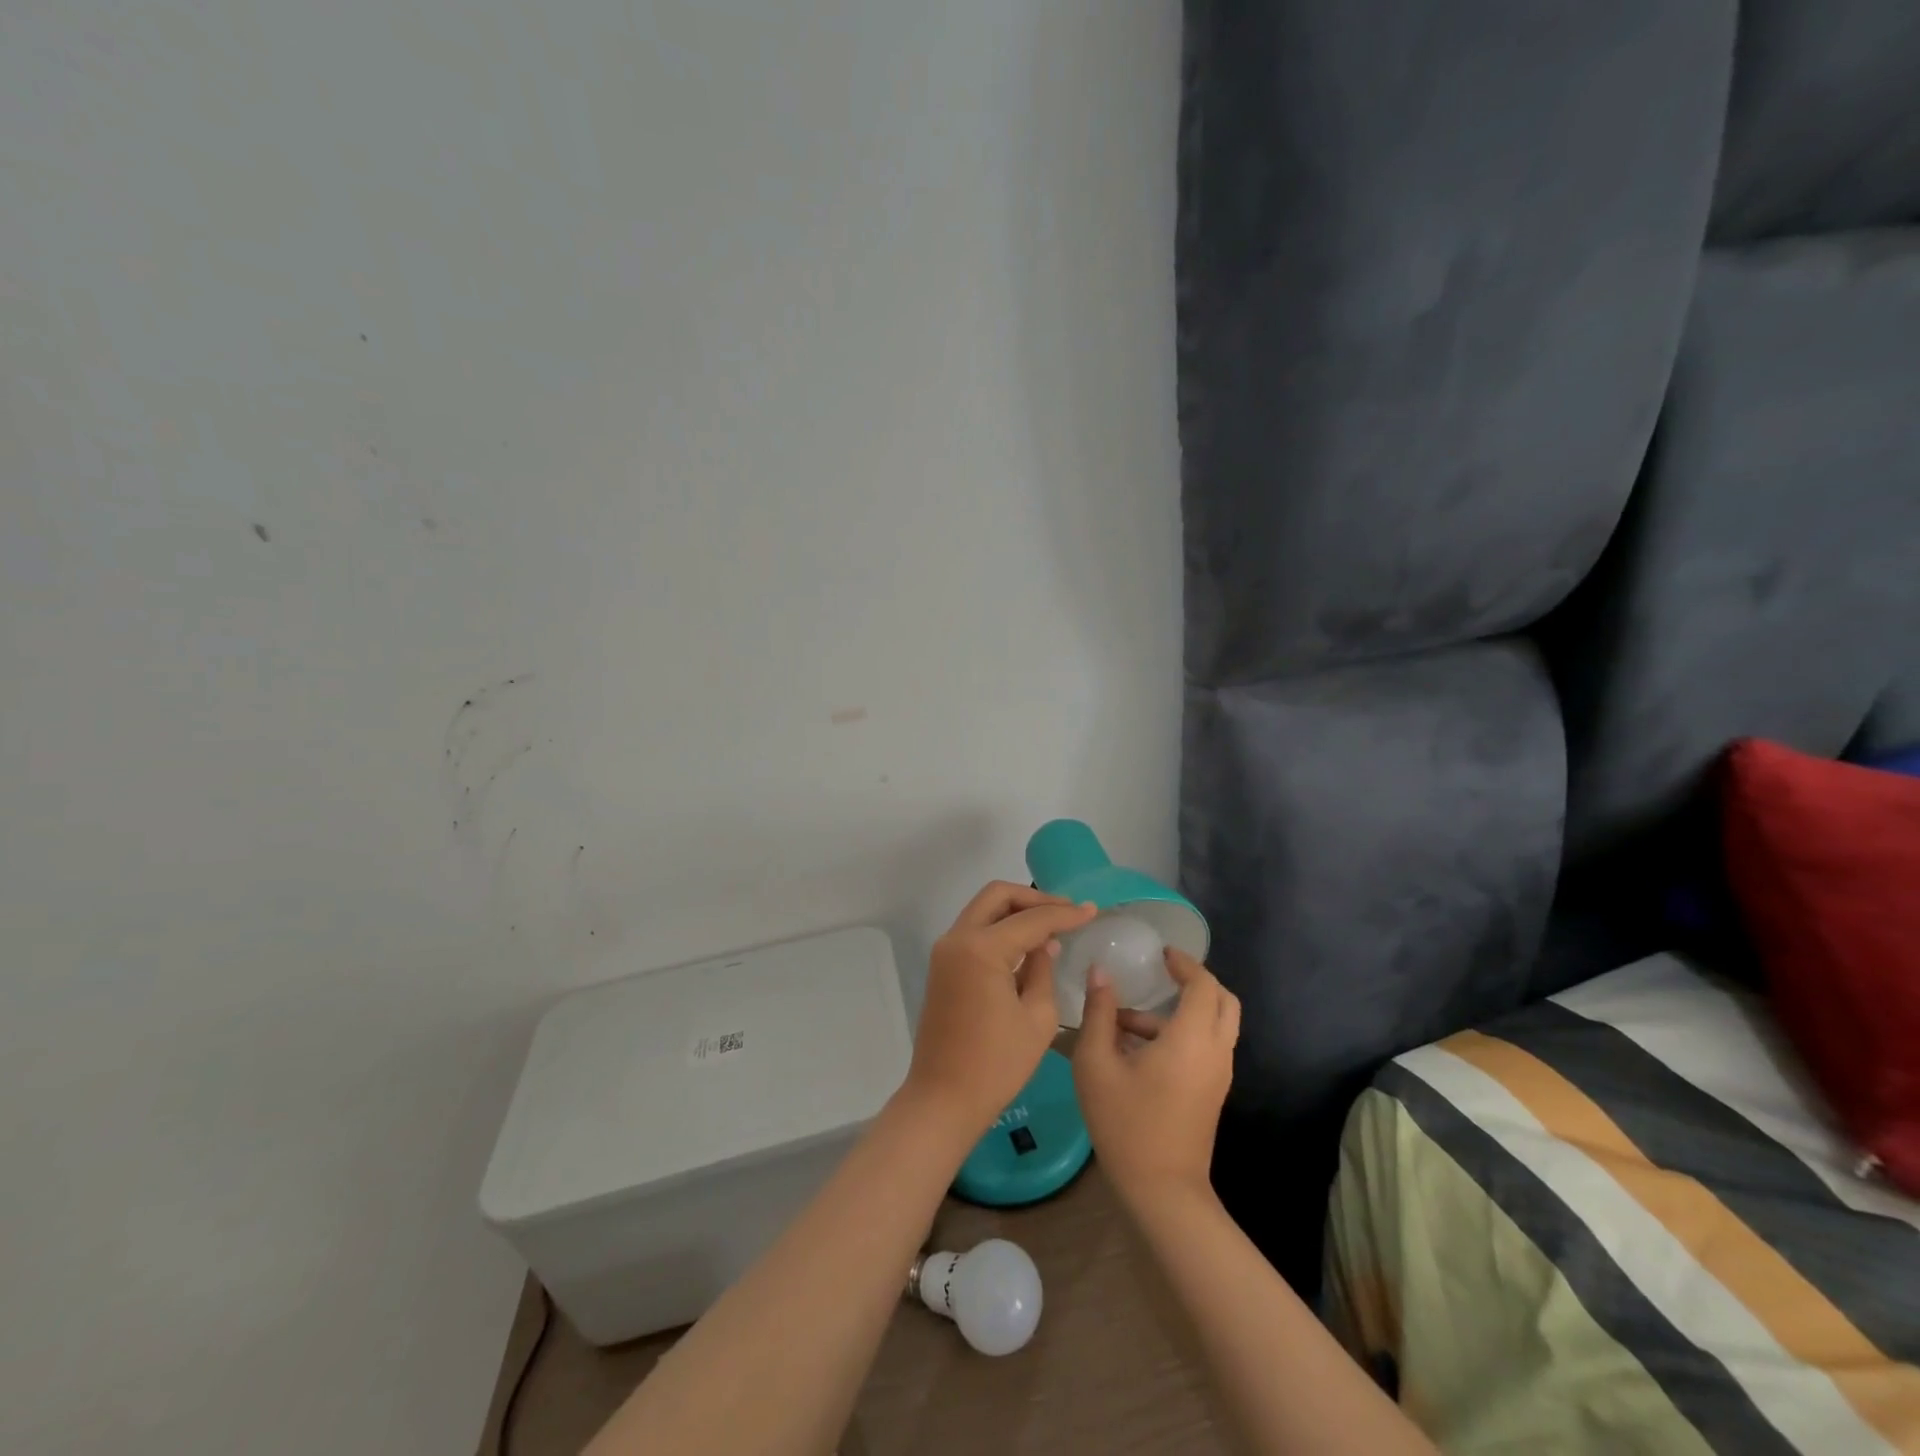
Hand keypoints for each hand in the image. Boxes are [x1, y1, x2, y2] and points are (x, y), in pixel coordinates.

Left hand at [901, 882, 1096, 1138]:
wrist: (943, 1098)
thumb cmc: (997, 1065)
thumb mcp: (1037, 1018)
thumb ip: (1043, 970)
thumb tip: (1045, 943)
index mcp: (982, 949)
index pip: (1031, 919)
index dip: (1064, 914)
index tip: (1092, 911)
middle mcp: (957, 939)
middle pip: (997, 896)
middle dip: (1034, 898)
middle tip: (1067, 911)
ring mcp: (945, 951)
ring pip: (983, 910)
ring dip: (1016, 910)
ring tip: (1052, 924)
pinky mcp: (943, 966)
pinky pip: (974, 931)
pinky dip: (1000, 928)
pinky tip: (1027, 943)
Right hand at [1073, 947, 1239, 1207]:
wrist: (1162, 1191)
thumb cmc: (1126, 1123)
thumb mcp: (1096, 1064)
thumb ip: (1099, 1013)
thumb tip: (1100, 973)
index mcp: (1191, 1039)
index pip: (1203, 984)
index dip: (1184, 962)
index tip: (1160, 953)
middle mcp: (1215, 1051)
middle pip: (1223, 1000)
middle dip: (1196, 980)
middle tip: (1162, 973)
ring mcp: (1219, 1074)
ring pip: (1216, 1024)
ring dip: (1182, 1010)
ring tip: (1126, 1020)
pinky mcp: (1213, 1092)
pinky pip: (1208, 1046)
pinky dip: (1183, 1032)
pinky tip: (1136, 1049)